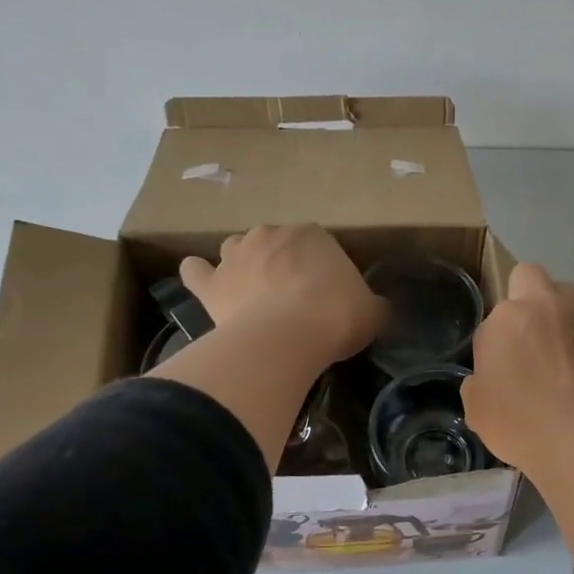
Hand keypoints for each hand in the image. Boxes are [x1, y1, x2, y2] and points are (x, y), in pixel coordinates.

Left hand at [179, 226, 385, 365]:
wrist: (286, 339)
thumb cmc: (336, 317)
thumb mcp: (373, 313)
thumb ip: (374, 304)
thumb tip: (378, 307)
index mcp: (313, 235)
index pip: (318, 245)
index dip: (321, 269)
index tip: (327, 295)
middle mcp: (270, 235)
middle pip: (274, 243)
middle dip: (280, 263)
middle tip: (292, 296)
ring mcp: (235, 256)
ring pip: (234, 250)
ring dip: (241, 265)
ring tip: (251, 292)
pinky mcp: (211, 284)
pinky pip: (196, 272)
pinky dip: (200, 277)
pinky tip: (206, 287)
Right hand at [462, 263, 573, 472]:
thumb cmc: (517, 422)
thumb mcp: (476, 406)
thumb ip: (479, 380)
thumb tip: (489, 376)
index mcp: (506, 317)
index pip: (495, 313)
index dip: (497, 335)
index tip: (501, 361)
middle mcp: (544, 306)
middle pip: (531, 276)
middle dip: (528, 295)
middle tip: (529, 334)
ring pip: (569, 296)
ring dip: (561, 313)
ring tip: (562, 350)